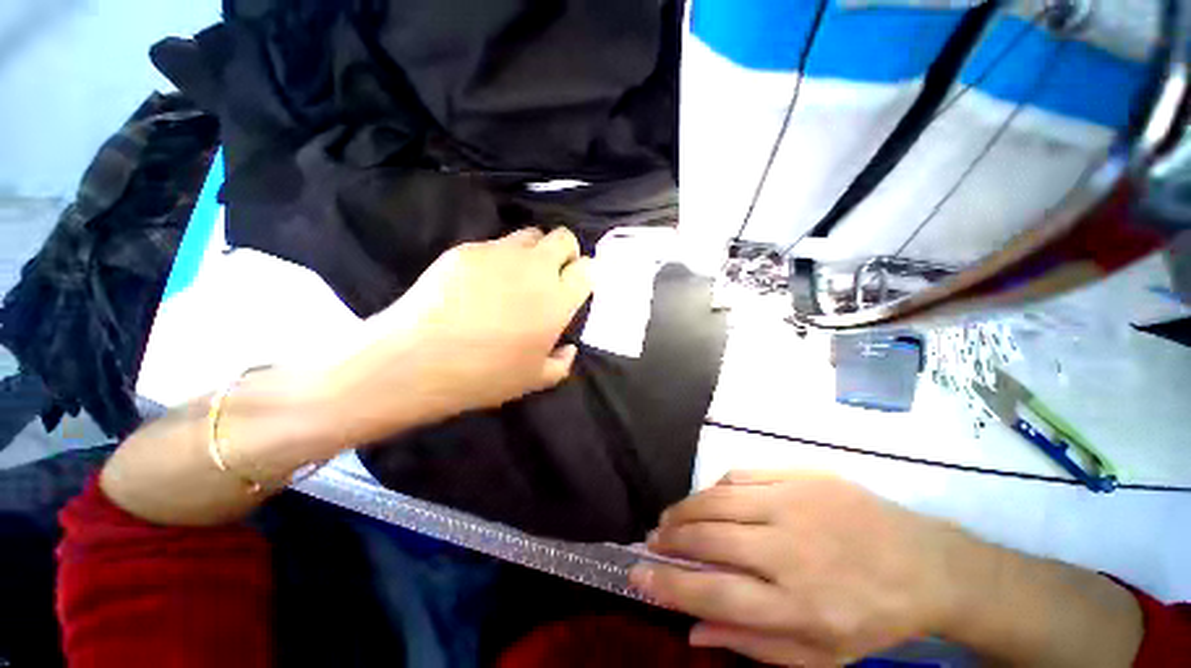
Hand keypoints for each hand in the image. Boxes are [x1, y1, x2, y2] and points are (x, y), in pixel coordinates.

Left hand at [326, 227, 592, 441]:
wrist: (419, 359)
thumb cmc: (485, 374)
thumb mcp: (535, 379)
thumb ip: (562, 362)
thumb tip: (568, 348)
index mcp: (558, 299)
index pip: (587, 269)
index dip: (585, 274)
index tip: (576, 285)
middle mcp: (535, 268)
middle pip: (563, 238)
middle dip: (566, 251)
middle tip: (553, 274)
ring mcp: (500, 254)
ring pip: (530, 234)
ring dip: (533, 251)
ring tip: (518, 275)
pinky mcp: (467, 250)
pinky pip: (494, 245)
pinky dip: (499, 258)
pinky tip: (481, 282)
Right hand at [630, 471, 967, 666]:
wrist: (924, 564)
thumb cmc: (870, 617)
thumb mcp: (819, 655)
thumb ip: (752, 643)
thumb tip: (692, 629)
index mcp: (798, 604)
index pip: (713, 592)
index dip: (668, 583)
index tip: (638, 574)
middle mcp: (790, 549)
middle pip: (710, 537)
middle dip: (671, 538)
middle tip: (653, 540)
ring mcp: (795, 504)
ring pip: (719, 499)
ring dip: (686, 508)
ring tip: (670, 518)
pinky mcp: (801, 476)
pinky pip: (741, 475)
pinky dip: (715, 487)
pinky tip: (708, 498)